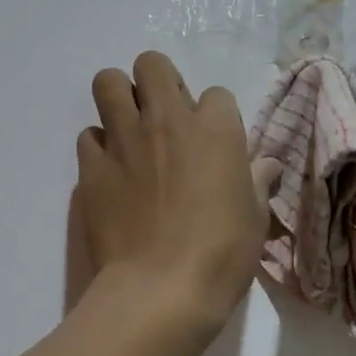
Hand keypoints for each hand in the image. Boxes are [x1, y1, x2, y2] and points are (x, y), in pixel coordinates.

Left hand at [77, 52, 279, 334]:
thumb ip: (256, 182)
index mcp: (214, 128)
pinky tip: (111, 171)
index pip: (216, 94)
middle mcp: (166, 120)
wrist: (160, 291)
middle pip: (152, 64)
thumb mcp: (254, 218)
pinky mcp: (92, 168)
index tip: (214, 143)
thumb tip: (267, 166)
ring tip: (130, 130)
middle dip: (157, 82)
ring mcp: (123, 140)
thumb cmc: (221, 254)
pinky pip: (88, 136)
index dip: (215, 116)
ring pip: (107, 83)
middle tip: (163, 117)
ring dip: (119, 99)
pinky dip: (99, 147)